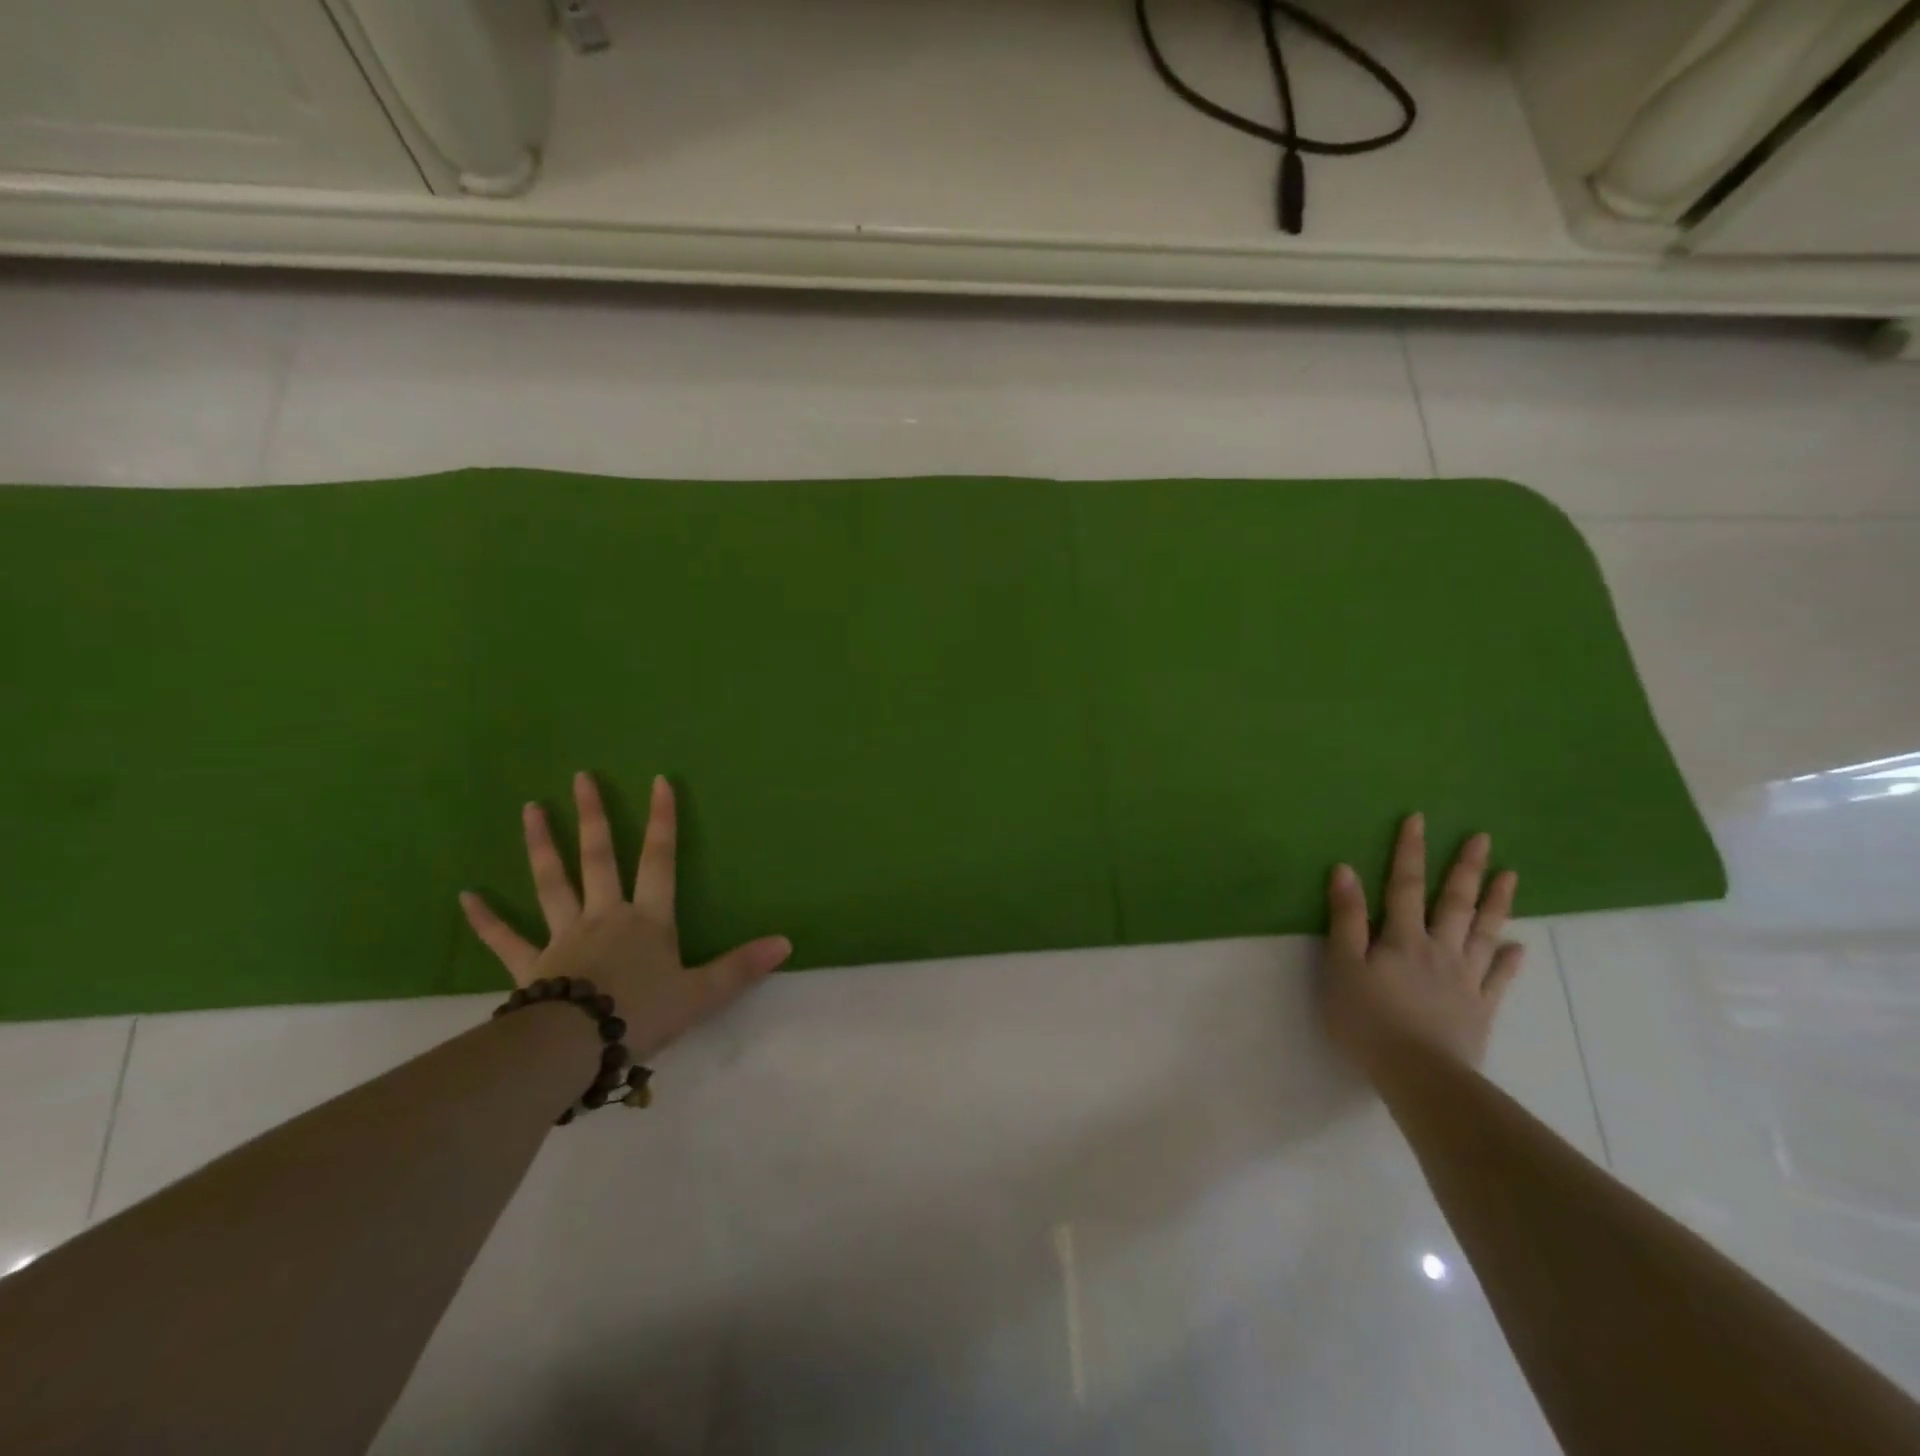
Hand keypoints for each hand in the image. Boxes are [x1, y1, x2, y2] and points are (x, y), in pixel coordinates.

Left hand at [459, 772, 791, 1058]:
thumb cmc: (641, 1015)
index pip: (659, 859)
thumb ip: (741, 967)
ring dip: (541, 845)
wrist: (574, 1048)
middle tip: (581, 777)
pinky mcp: (531, 965)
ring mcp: (563, 936)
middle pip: (598, 857)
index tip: (658, 781)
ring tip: (530, 809)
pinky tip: (465, 896)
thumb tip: (787, 943)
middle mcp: (605, 915)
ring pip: (551, 882)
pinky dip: (486, 919)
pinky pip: (506, 939)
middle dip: (593, 815)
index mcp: (647, 919)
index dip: (662, 820)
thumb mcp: (701, 994)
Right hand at [1320, 813, 1522, 1074]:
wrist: (1419, 1075)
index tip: (1419, 819)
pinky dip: (1509, 960)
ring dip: (1497, 903)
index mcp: (1402, 938)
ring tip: (1511, 876)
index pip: (1405, 885)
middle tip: (1483, 838)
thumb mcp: (1341, 966)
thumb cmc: (1367, 1019)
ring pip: (1484, 932)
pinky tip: (1519, 947)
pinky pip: (1498, 978)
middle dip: (1465, 868)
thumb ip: (1346, 918)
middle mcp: (1439, 949)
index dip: (1410, 851)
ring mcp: (1465, 979)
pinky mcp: (1480, 1009)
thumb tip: (1345, 869)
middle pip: (1454, 902)